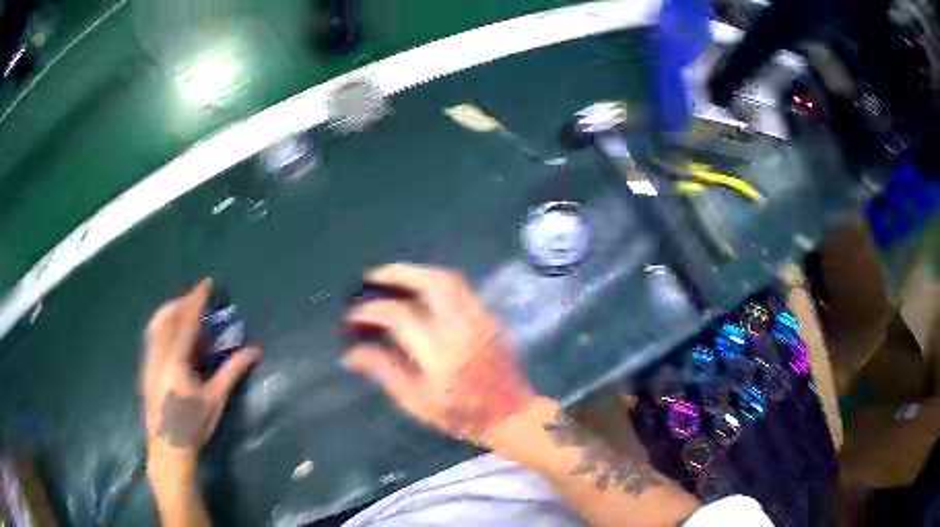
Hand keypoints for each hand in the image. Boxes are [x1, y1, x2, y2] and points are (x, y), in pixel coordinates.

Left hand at [140, 279, 262, 470]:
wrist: (168, 448)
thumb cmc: (193, 425)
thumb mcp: (215, 398)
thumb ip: (232, 371)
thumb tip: (256, 351)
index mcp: (175, 359)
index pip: (186, 320)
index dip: (197, 299)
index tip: (207, 283)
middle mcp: (158, 354)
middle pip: (166, 317)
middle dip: (181, 303)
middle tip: (197, 302)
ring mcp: (149, 362)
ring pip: (155, 326)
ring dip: (171, 315)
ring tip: (186, 320)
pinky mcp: (146, 370)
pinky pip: (152, 339)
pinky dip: (164, 330)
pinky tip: (175, 344)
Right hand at [344, 264, 534, 445]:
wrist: (510, 415)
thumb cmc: (460, 415)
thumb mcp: (415, 401)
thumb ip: (384, 371)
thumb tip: (352, 353)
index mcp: (439, 352)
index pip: (399, 316)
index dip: (371, 312)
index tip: (354, 316)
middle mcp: (461, 327)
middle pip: (430, 282)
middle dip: (397, 273)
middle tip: (373, 277)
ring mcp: (479, 318)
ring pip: (449, 279)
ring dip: (418, 273)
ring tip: (395, 279)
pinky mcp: (490, 318)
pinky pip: (461, 290)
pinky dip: (436, 284)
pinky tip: (422, 294)